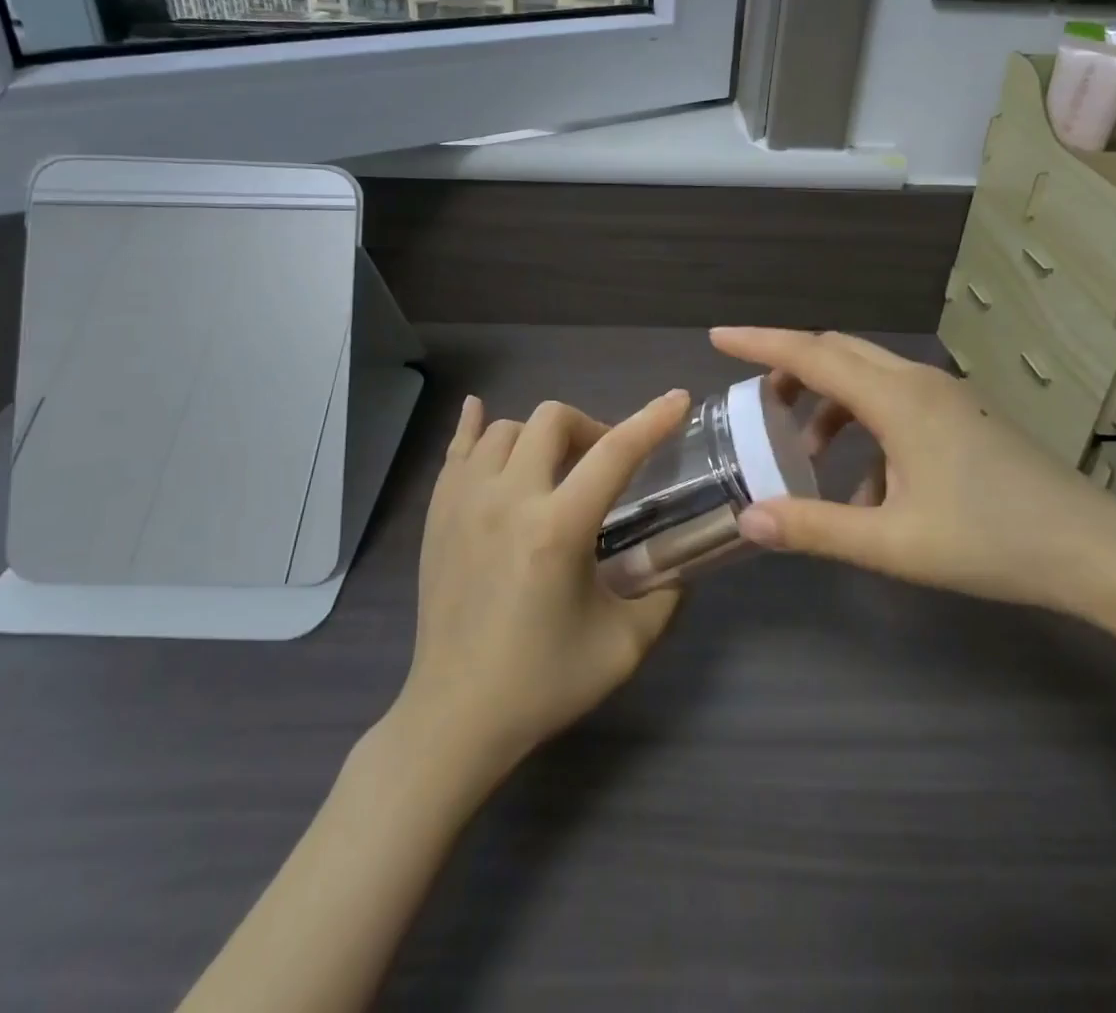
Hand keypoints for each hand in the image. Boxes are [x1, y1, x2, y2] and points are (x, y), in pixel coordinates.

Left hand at [393, 390, 689, 777]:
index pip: (615, 454)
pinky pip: (457, 448)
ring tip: (553, 469)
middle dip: (589, 428)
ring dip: (539, 437)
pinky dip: (475, 428)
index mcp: (557, 529)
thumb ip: (663, 596)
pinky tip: (481, 416)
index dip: (651, 420)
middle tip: (602, 465)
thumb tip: (678, 564)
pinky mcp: (437, 513)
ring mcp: (463, 501)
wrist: (456, 715)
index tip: (677, 399)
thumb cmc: (542, 683)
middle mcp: (507, 499)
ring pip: (505, 428)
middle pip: (552, 419)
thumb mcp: (624, 646)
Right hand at [712, 328, 1115, 616]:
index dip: (759, 341)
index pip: (811, 354)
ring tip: (806, 453)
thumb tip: (748, 518)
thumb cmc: (993, 542)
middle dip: (791, 368)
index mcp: (897, 399)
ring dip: (829, 401)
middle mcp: (919, 382)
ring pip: (868, 376)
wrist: (1100, 553)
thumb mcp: (893, 543)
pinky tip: (868, 485)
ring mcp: (948, 397)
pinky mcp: (966, 417)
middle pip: (838, 352)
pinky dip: (864, 424)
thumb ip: (816, 529)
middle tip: (757, 403)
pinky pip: (896, 401)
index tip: (718, 336)